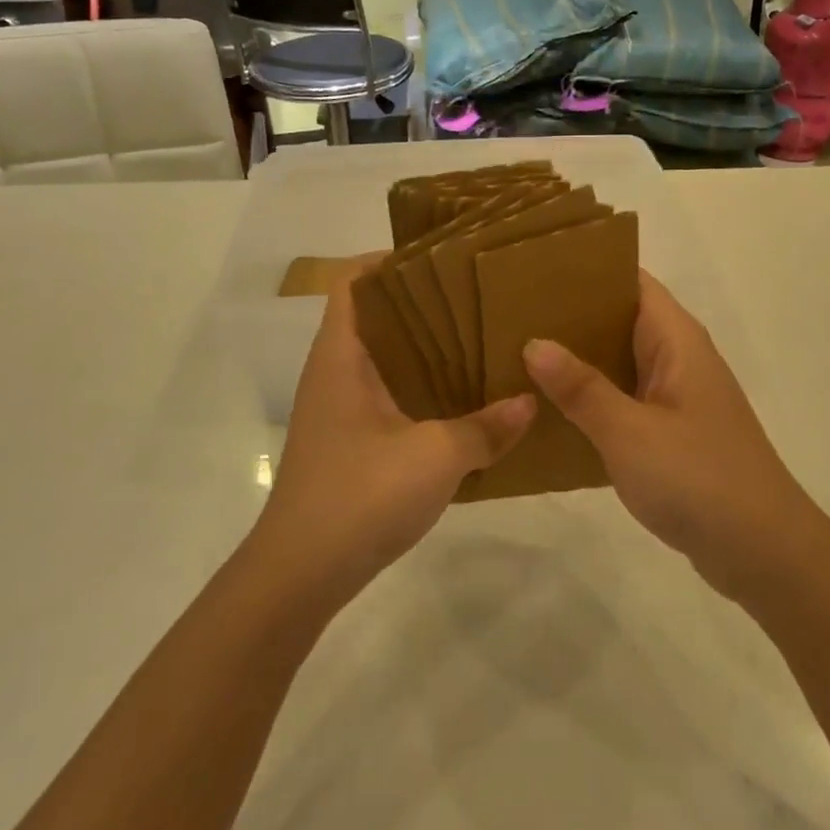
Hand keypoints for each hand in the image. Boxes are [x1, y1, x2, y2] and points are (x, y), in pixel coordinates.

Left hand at [249, 271, 535, 608]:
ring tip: (476, 338)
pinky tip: (459, 399)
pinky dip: (418, 387)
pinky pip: (386, 394)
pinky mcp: (348, 441)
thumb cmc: (360, 496)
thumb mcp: (435, 457)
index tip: (441, 256)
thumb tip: (529, 403)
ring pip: (382, 359)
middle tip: (474, 296)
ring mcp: (338, 409)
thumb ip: (486, 428)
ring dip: (422, 348)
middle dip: (419, 303)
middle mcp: (333, 373)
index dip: (389, 261)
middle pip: (373, 317)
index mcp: (342, 356)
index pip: (353, 283)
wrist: (300, 573)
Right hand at [523, 272, 806, 594]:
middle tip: (510, 314)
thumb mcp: (630, 432)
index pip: (630, 281)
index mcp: (676, 340)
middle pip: (619, 319)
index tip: (531, 270)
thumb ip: (581, 387)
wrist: (764, 553)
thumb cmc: (699, 479)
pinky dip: (590, 398)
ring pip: (618, 362)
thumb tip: (534, 342)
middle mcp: (678, 358)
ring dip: (576, 360)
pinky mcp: (671, 433)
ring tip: (516, 354)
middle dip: (569, 316)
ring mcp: (676, 397)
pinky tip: (549, 409)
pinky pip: (623, 399)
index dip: (585, 270)